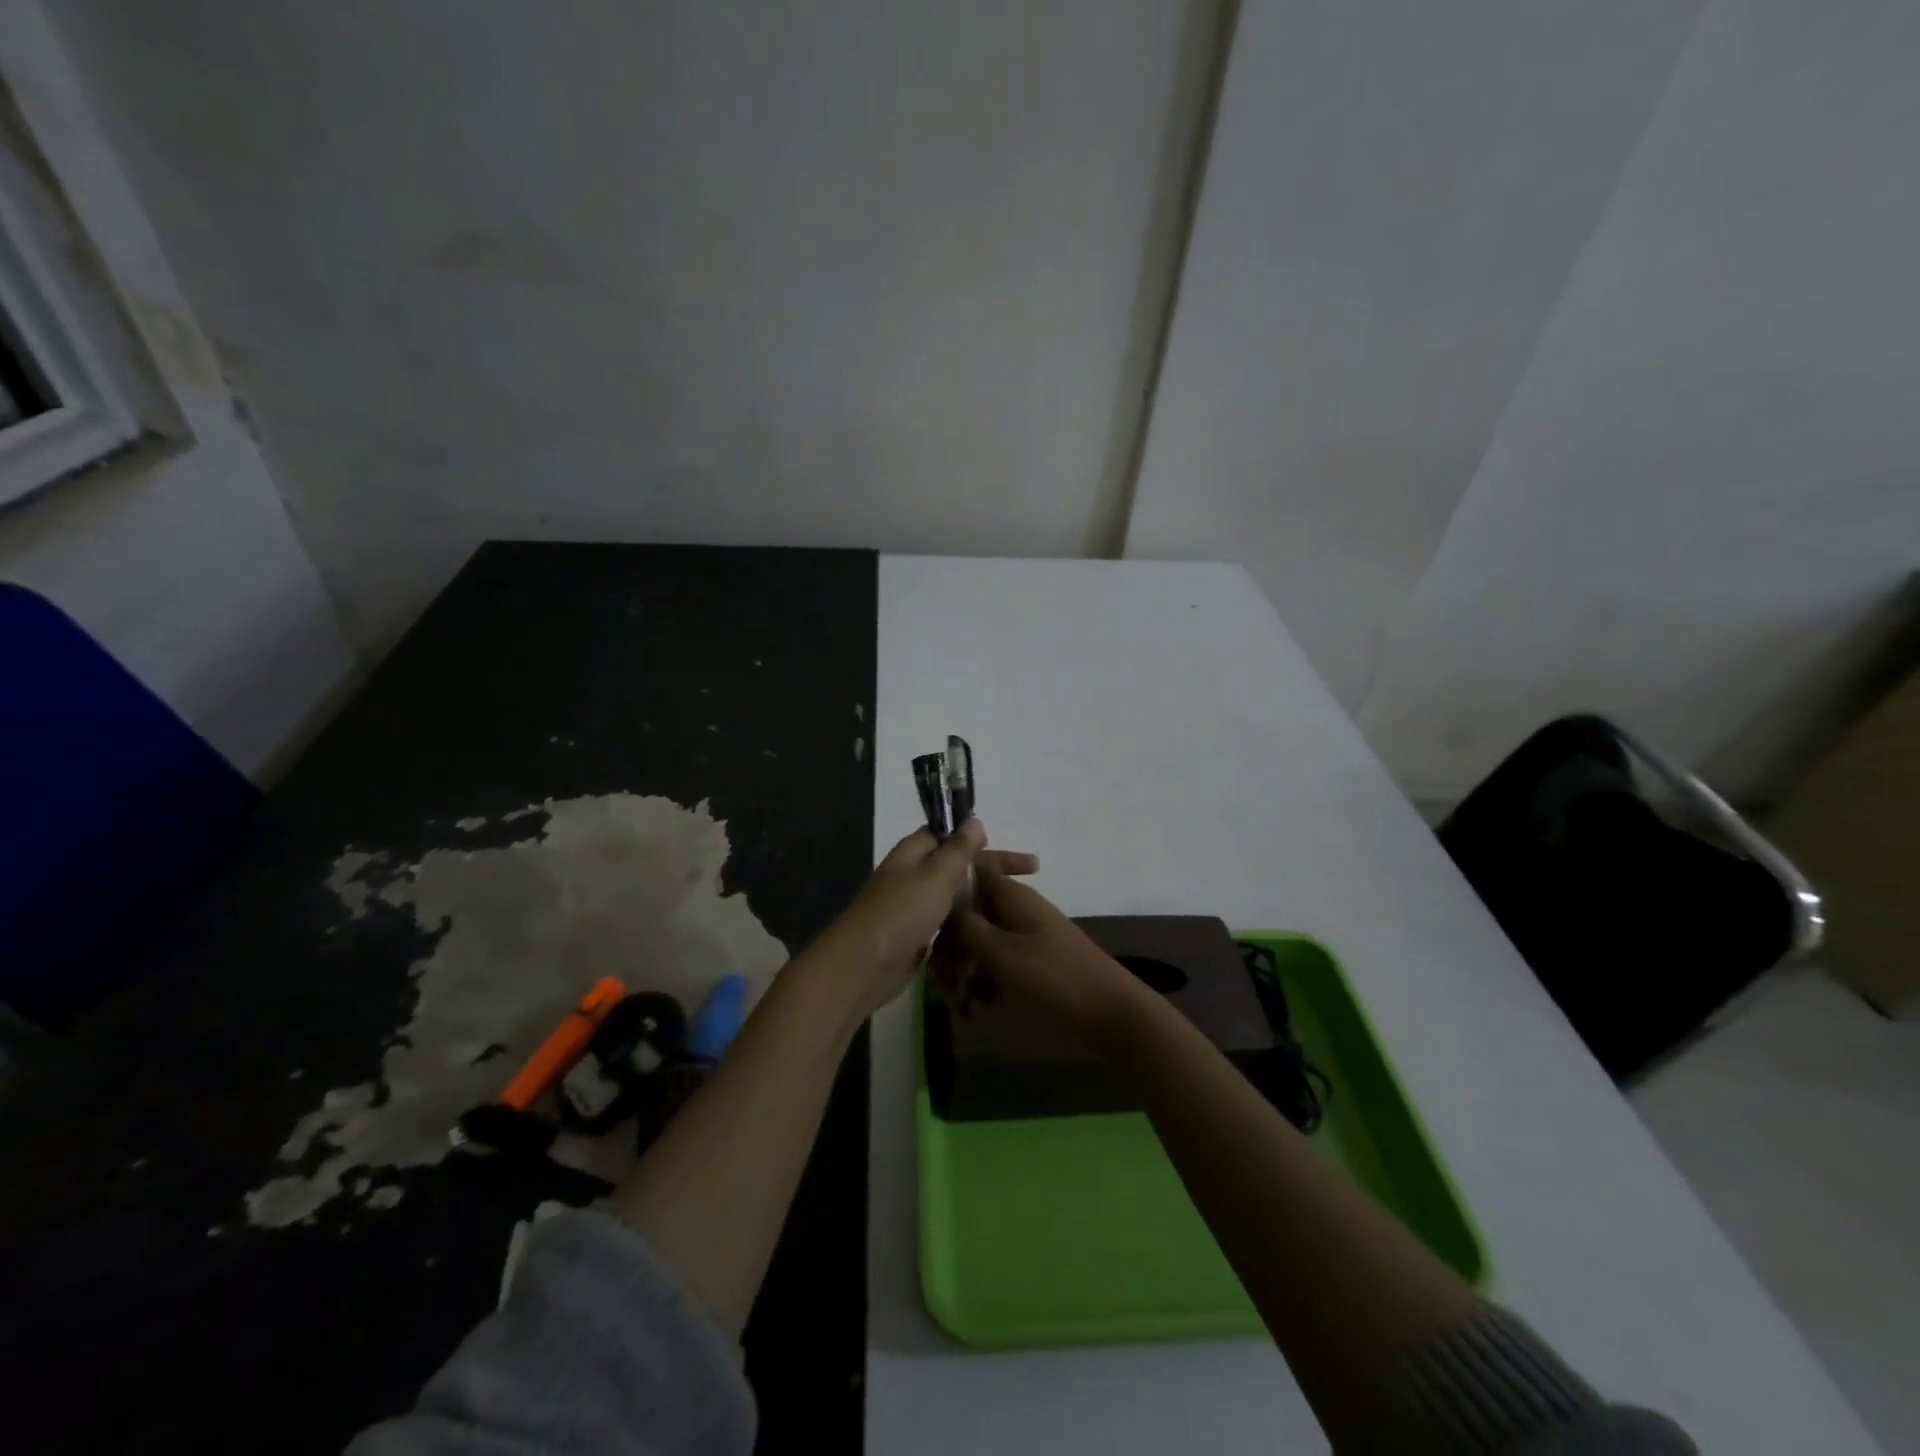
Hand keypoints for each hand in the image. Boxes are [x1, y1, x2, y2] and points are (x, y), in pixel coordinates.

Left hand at [806, 820, 1037, 1018]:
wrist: (861, 967)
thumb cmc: (900, 913)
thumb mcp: (934, 875)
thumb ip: (957, 849)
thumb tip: (973, 820)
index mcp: (913, 852)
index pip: (948, 834)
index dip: (979, 839)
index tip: (1008, 847)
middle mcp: (911, 874)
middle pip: (956, 865)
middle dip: (990, 869)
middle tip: (1031, 874)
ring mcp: (911, 906)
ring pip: (953, 895)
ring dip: (980, 897)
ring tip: (1016, 906)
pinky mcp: (914, 936)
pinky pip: (947, 922)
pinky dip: (967, 922)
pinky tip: (990, 931)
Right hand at [942, 859, 1138, 1031]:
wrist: (1108, 1011)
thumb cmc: (1053, 976)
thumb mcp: (1001, 952)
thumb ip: (966, 928)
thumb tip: (940, 906)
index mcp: (1010, 894)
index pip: (971, 866)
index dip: (946, 880)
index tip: (923, 909)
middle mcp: (1015, 906)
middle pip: (969, 910)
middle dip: (949, 940)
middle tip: (937, 977)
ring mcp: (1024, 933)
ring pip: (980, 939)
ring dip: (963, 964)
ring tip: (954, 998)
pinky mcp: (1030, 959)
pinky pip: (995, 959)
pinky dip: (983, 978)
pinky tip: (976, 1006)